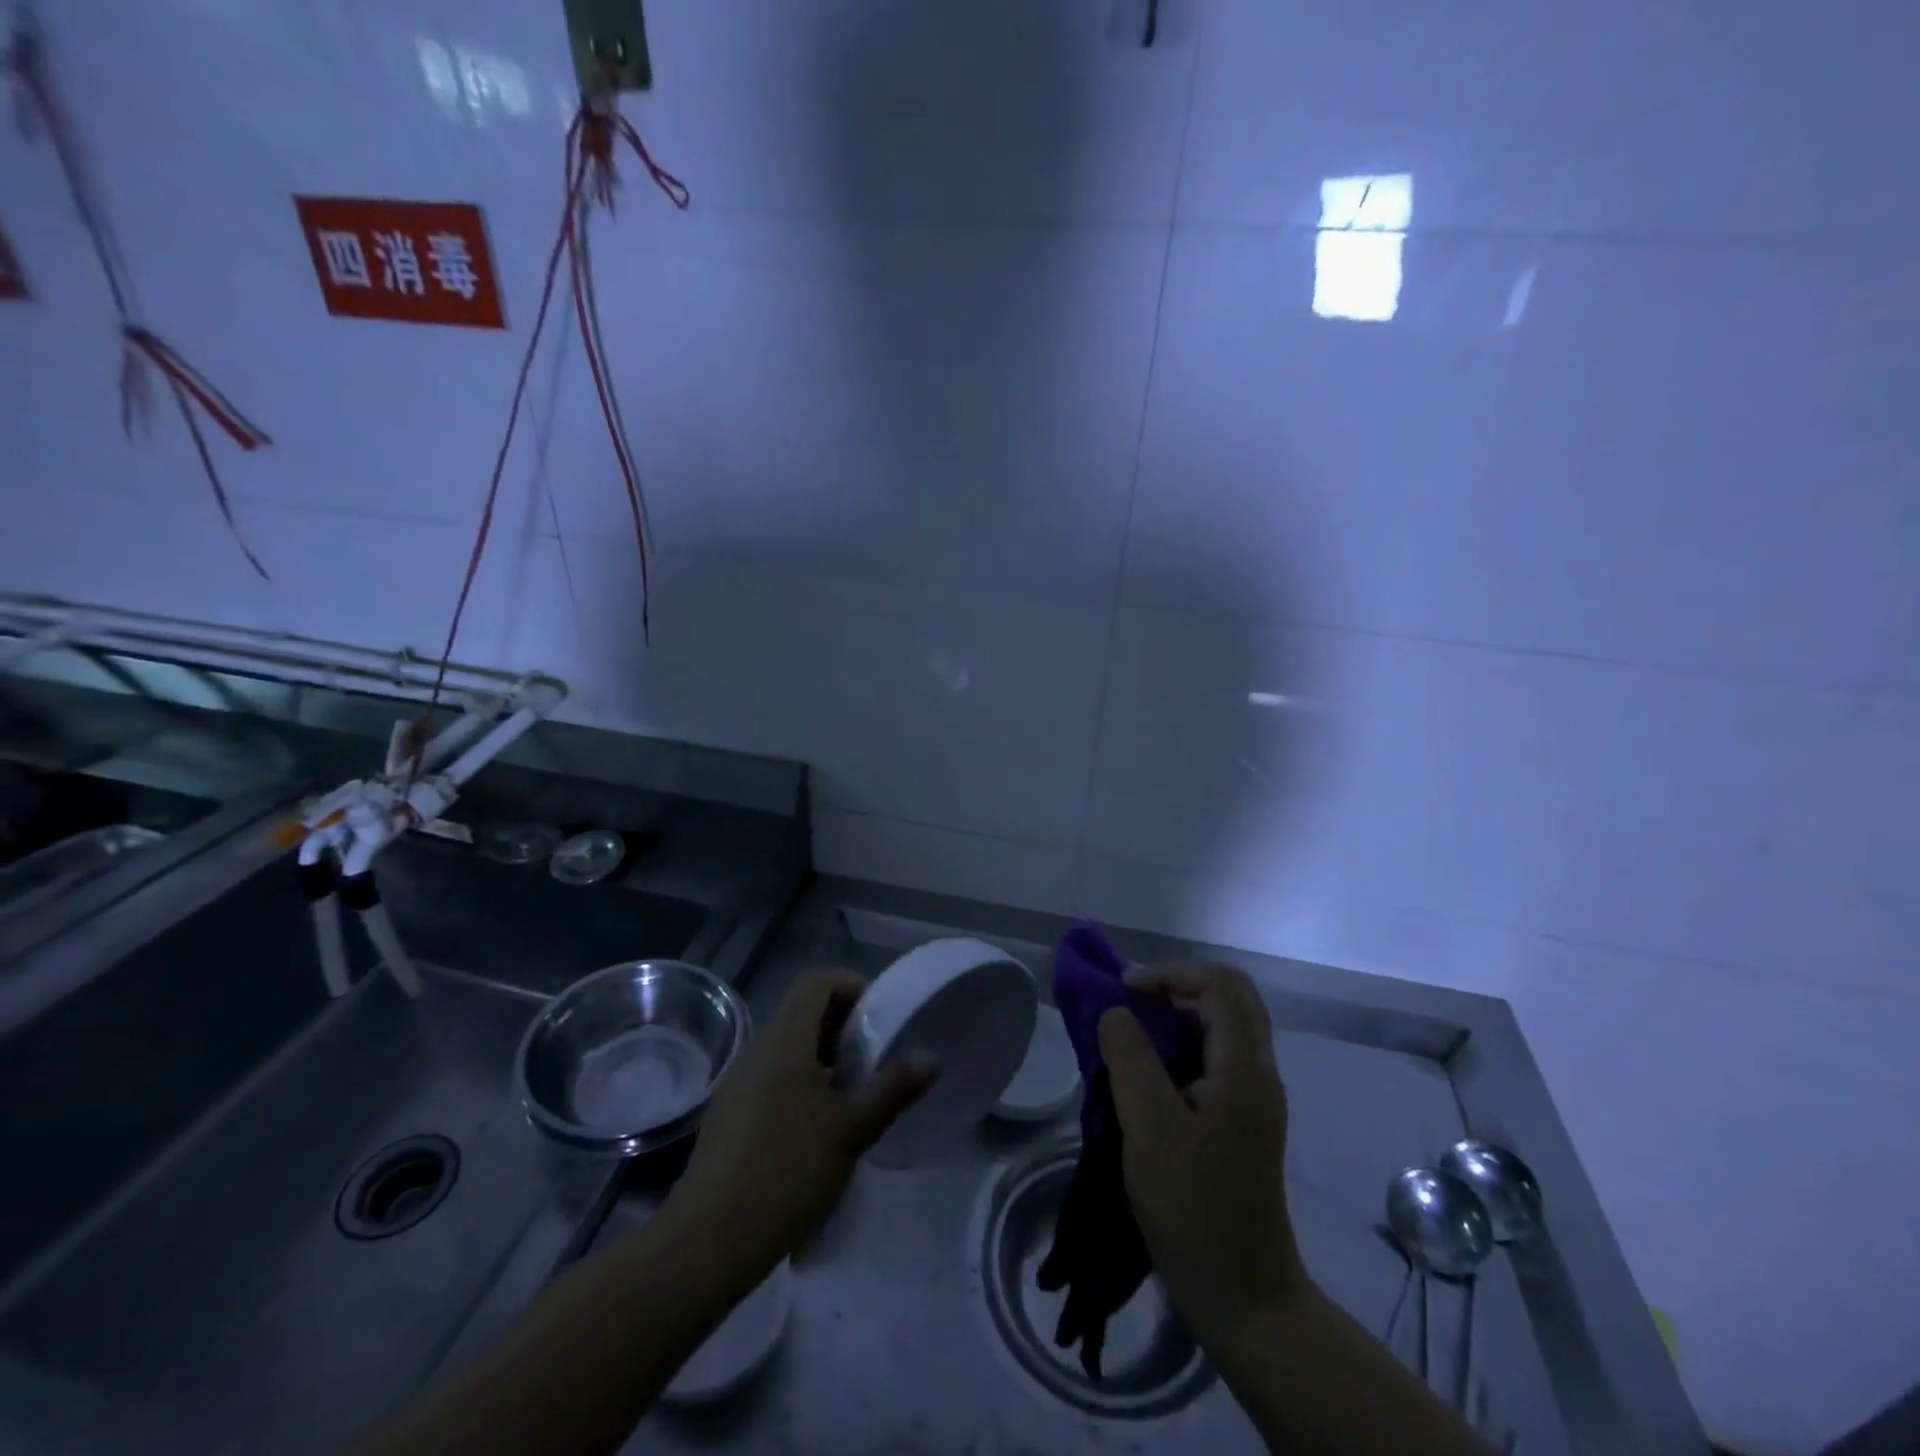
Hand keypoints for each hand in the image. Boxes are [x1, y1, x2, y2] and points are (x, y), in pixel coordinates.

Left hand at [674, 969, 935, 1275]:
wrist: (709, 1239)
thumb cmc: (787, 1170)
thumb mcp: (851, 1129)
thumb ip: (892, 1088)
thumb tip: (930, 1057)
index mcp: (785, 1037)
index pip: (818, 981)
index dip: (852, 986)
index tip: (880, 1018)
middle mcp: (758, 1047)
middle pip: (803, 1010)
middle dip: (843, 1025)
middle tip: (875, 1058)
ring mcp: (739, 1079)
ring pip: (787, 1044)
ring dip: (823, 1055)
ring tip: (852, 1093)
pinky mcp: (729, 1111)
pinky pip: (771, 1073)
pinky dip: (800, 1079)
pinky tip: (817, 1124)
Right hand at [1098, 961, 1307, 1345]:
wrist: (1244, 1294)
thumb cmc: (1194, 1207)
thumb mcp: (1149, 1127)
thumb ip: (1130, 1058)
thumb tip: (1116, 1011)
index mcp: (1244, 1068)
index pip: (1219, 985)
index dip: (1170, 973)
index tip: (1124, 991)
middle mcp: (1259, 1072)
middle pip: (1230, 997)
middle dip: (1177, 986)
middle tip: (1132, 1002)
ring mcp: (1255, 1097)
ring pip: (1225, 1025)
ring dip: (1180, 1013)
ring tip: (1134, 1031)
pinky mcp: (1245, 1119)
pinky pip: (1218, 1055)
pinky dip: (1184, 1042)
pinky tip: (1152, 1069)